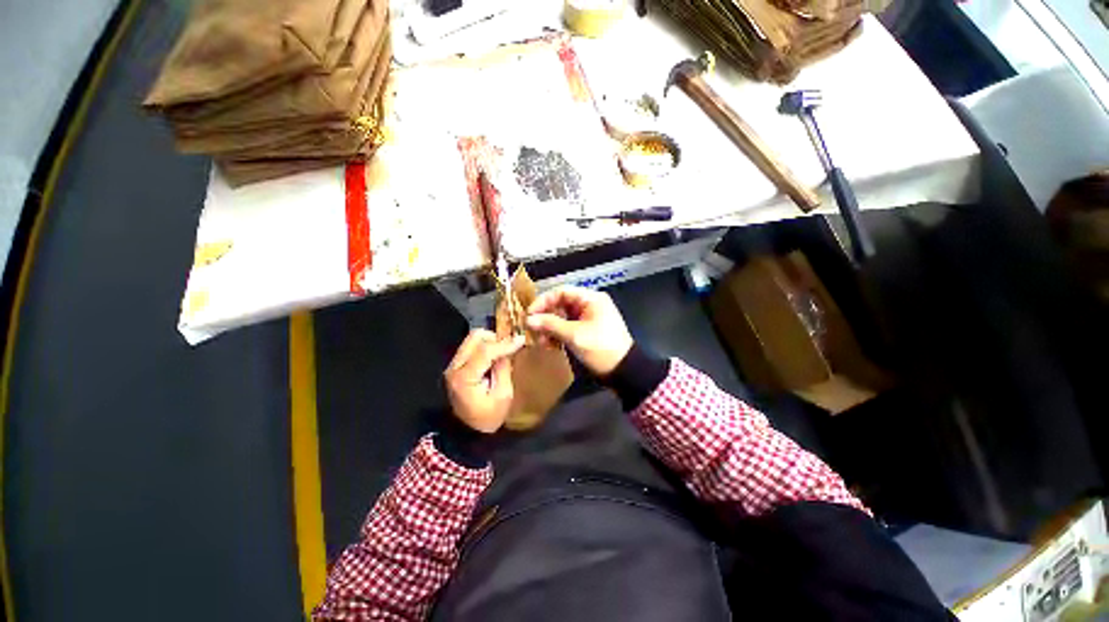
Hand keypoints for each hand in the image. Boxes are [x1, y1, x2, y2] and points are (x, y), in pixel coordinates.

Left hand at [444, 330, 524, 433]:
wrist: (467, 431)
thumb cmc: (488, 417)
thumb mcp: (503, 395)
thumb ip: (503, 368)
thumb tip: (508, 349)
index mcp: (465, 378)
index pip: (485, 351)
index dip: (505, 344)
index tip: (521, 340)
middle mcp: (454, 367)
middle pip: (474, 338)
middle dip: (495, 338)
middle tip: (509, 346)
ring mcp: (453, 365)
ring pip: (472, 339)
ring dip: (489, 341)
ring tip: (503, 351)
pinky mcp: (456, 365)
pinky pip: (471, 346)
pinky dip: (484, 346)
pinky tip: (495, 356)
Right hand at [526, 286, 632, 375]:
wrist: (623, 370)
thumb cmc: (601, 348)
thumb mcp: (574, 335)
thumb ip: (551, 325)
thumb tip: (529, 320)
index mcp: (591, 299)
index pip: (561, 292)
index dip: (543, 301)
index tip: (530, 314)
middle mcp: (589, 304)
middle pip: (561, 304)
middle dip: (546, 317)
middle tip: (532, 329)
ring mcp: (588, 318)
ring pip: (563, 317)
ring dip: (550, 328)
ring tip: (541, 341)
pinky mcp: (587, 330)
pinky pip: (568, 327)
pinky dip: (558, 335)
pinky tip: (550, 345)